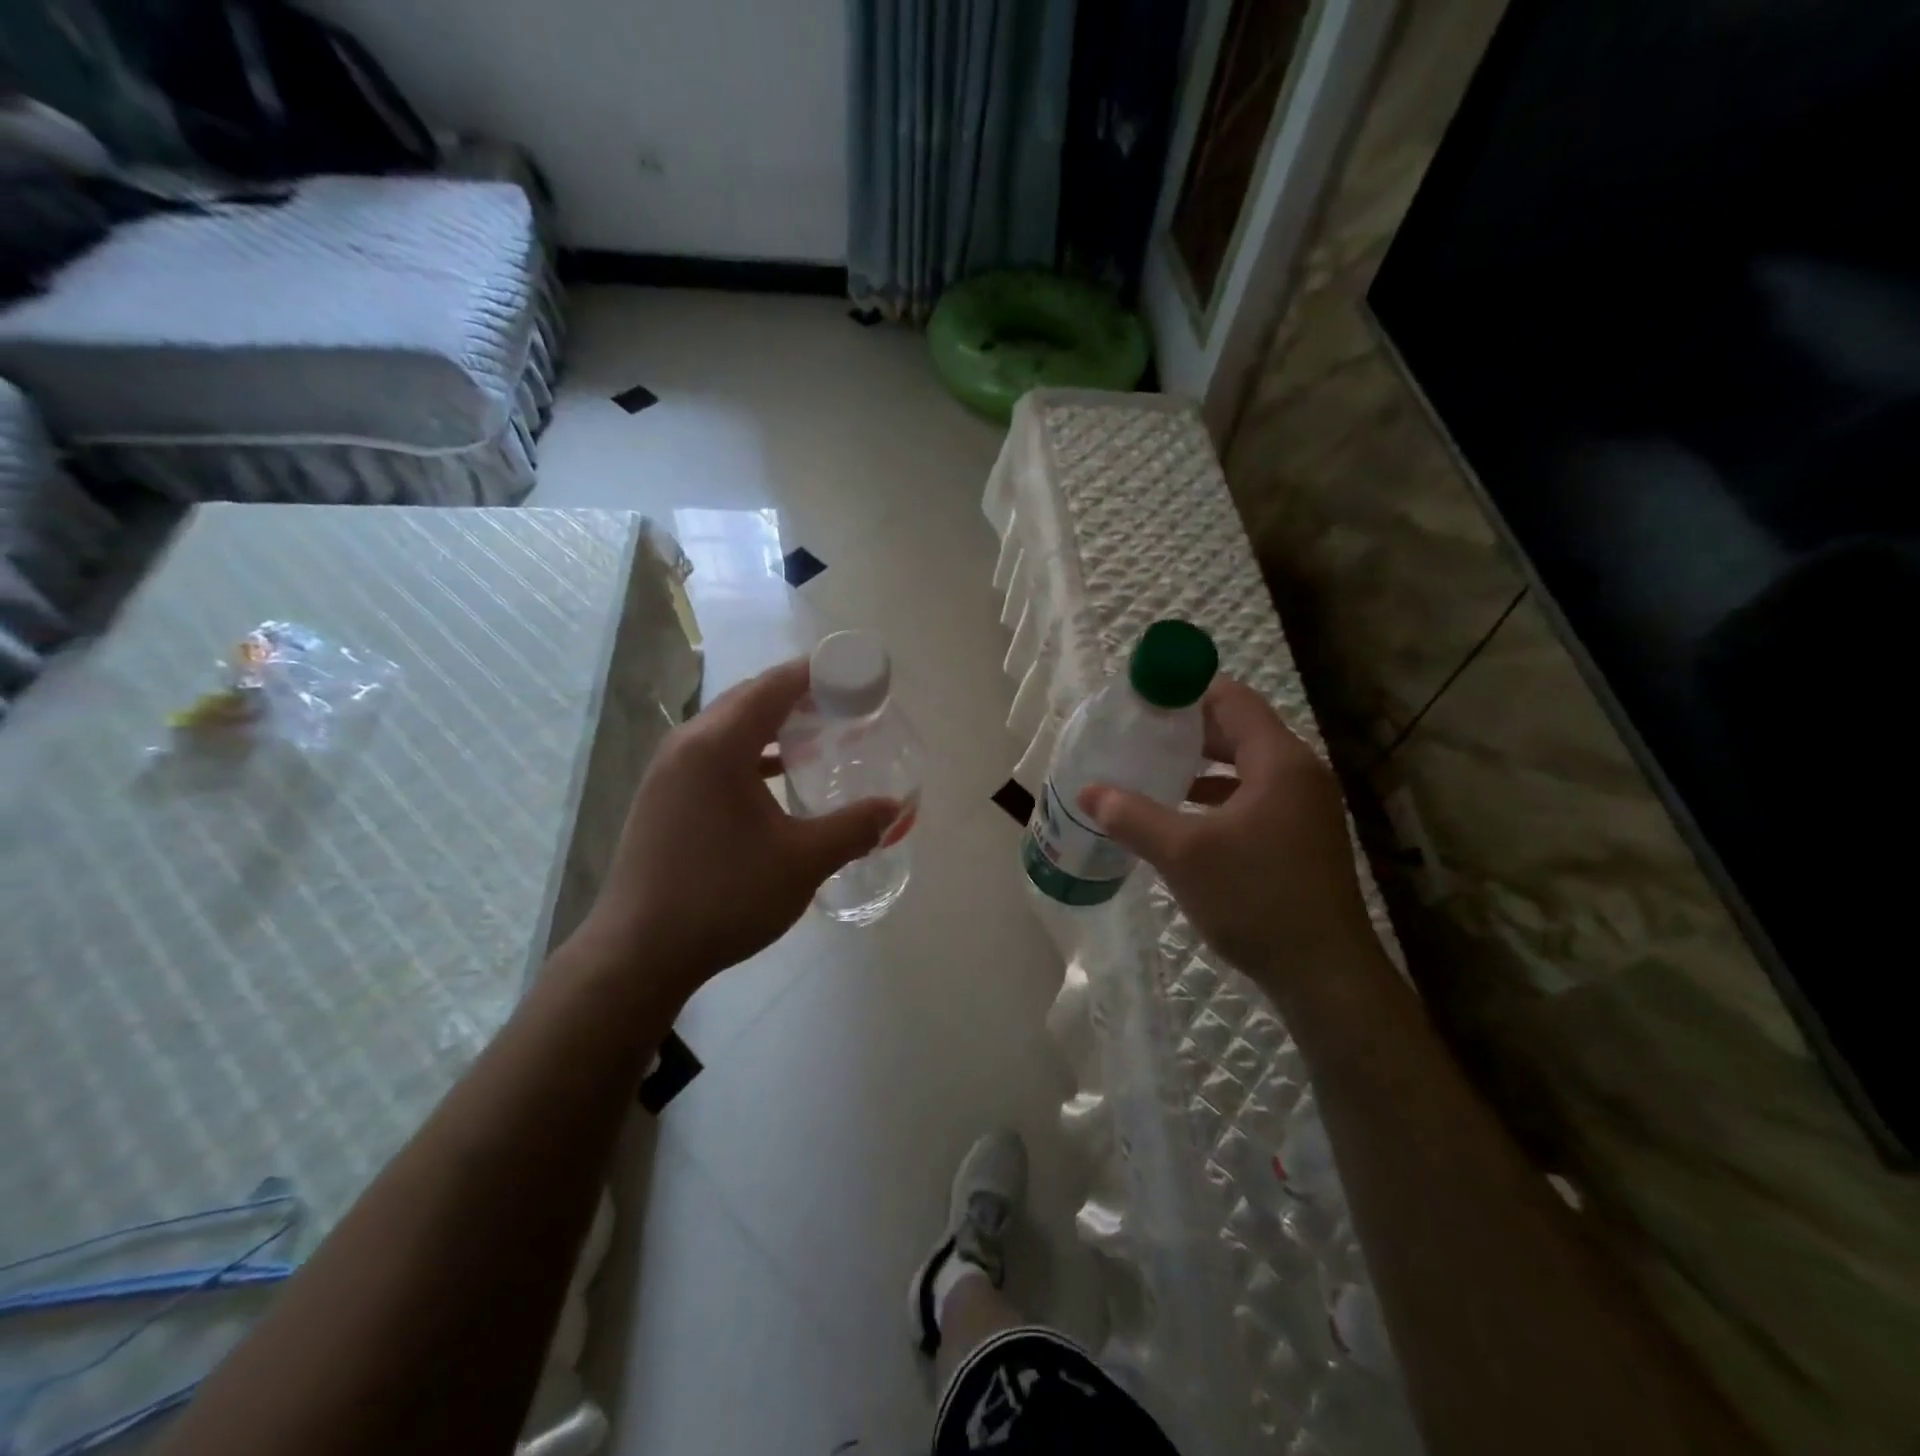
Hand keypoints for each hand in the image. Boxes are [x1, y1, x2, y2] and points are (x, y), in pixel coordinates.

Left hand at [580, 659, 897, 993]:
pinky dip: (751, 752)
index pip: (776, 685)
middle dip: (800, 695)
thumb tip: (894, 809)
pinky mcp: (663, 795)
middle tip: (847, 707)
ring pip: (730, 726)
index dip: (820, 673)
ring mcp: (669, 769)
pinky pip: (714, 753)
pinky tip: (777, 776)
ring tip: (819, 736)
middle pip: (751, 698)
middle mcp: (688, 744)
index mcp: (718, 745)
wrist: (639, 953)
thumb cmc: (724, 897)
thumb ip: (854, 828)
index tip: (860, 678)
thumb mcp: (802, 861)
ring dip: (774, 724)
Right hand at [1079, 677, 1377, 984]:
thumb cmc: (1255, 898)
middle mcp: (1299, 774)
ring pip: (1245, 767)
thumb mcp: (1183, 854)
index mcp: (1279, 762)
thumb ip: (1132, 816)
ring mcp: (1304, 808)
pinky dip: (1217, 797)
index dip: (1186, 692)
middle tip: (1137, 736)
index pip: (1232, 700)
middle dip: (1187, 731)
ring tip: (1152, 771)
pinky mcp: (1301, 837)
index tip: (1142, 700)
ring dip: (1201, 766)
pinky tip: (1181, 817)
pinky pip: (1253, 798)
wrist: (1324, 974)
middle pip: (1239, 730)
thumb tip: (1087, 791)